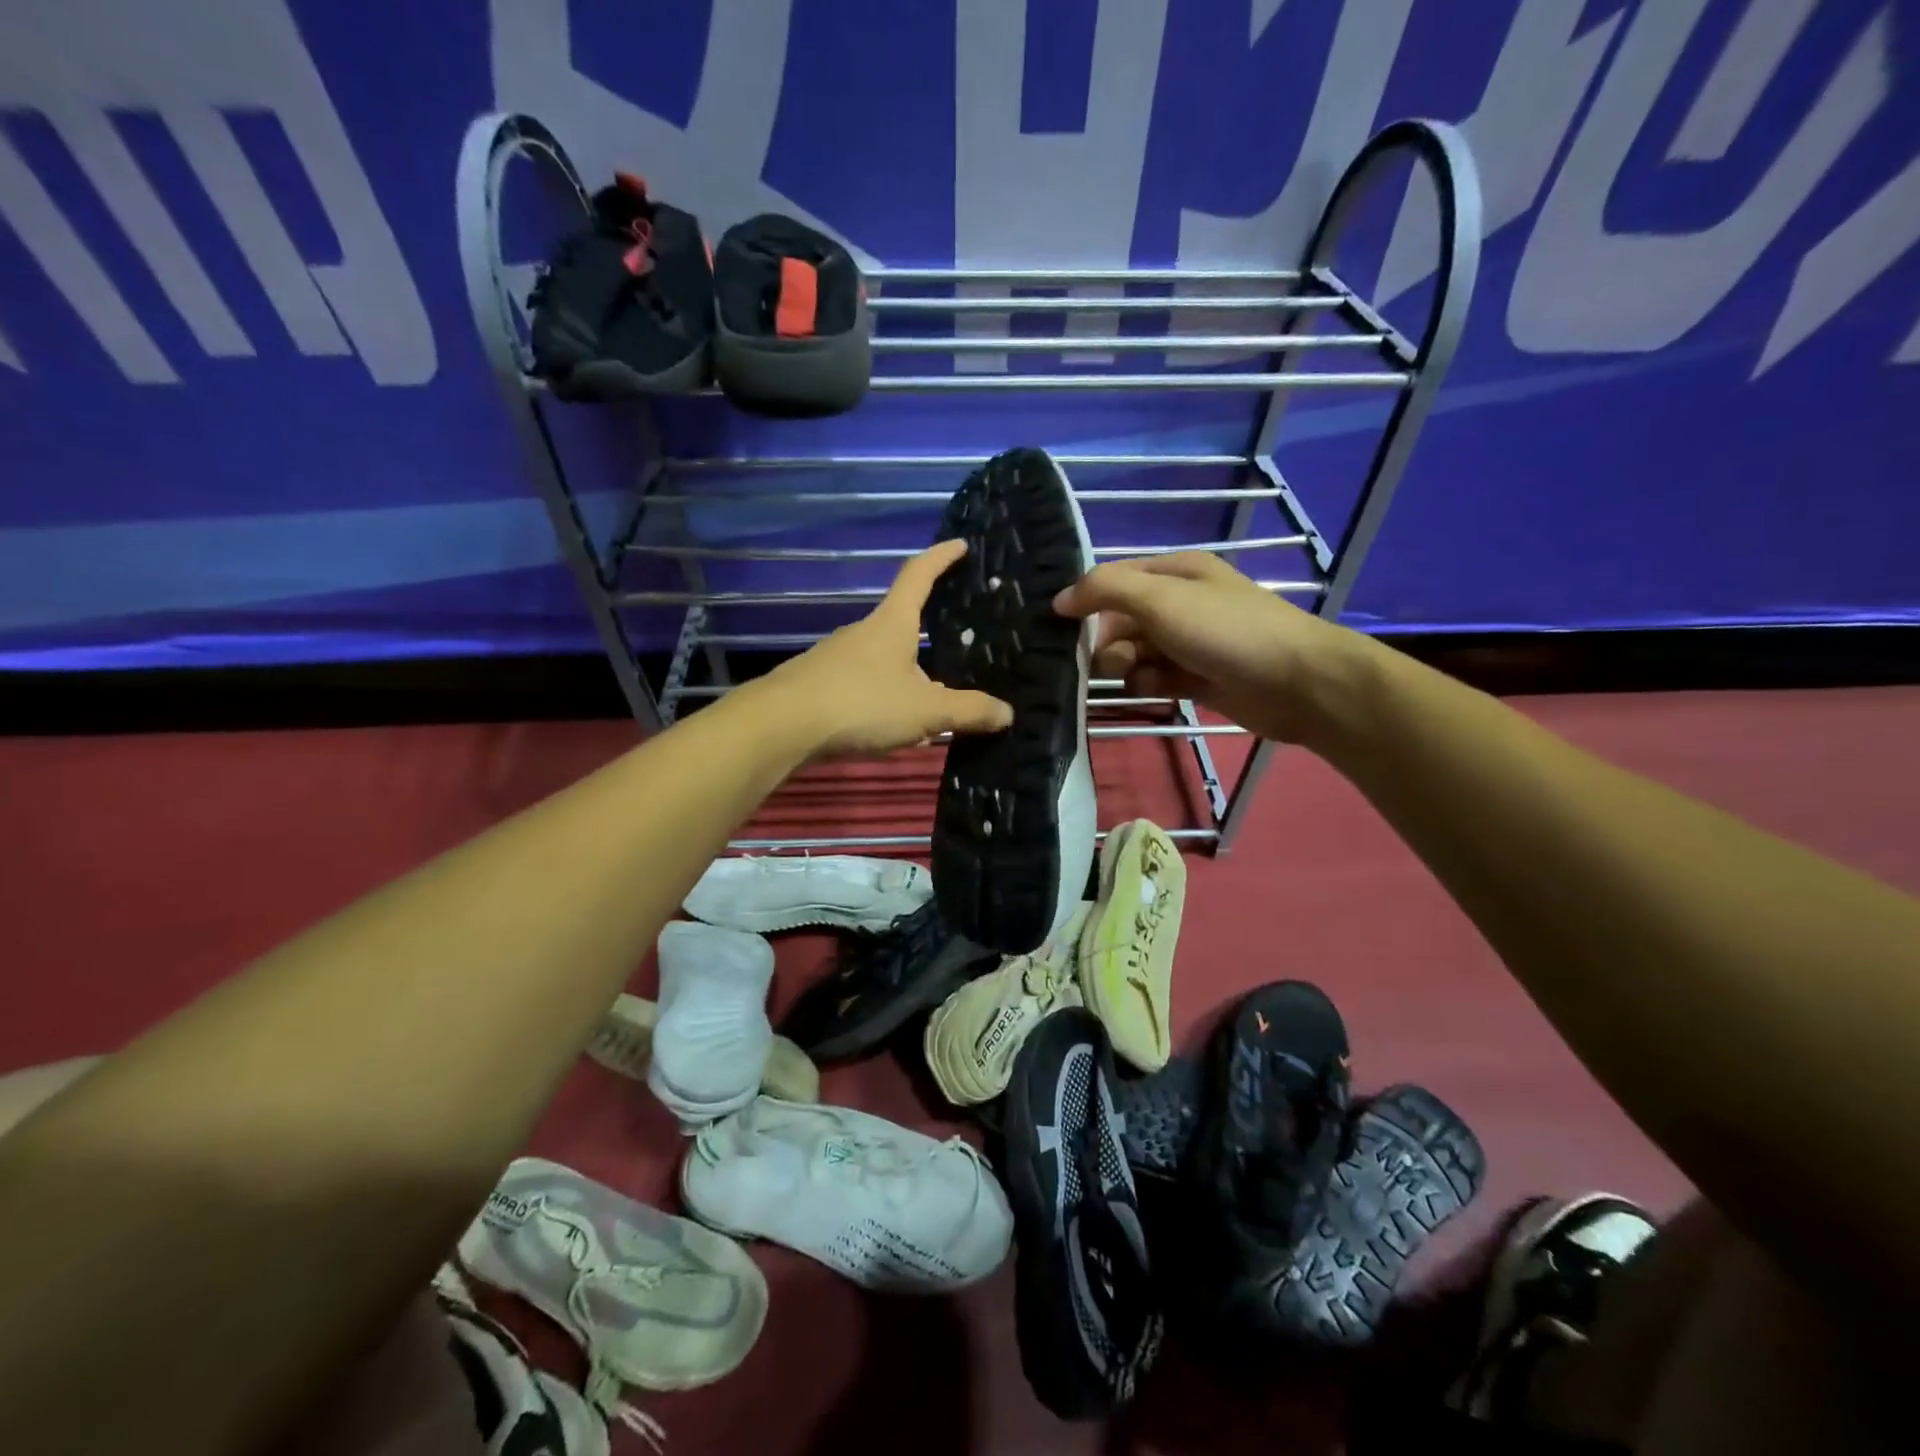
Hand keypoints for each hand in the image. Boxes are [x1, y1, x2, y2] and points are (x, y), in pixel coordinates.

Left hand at [760, 539, 1013, 757]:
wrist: (781, 727)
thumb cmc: (861, 704)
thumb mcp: (925, 710)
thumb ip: (968, 712)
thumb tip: (1007, 713)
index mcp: (892, 624)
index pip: (919, 575)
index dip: (942, 557)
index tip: (961, 544)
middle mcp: (863, 633)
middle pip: (902, 624)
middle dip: (930, 637)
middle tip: (959, 653)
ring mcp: (836, 658)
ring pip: (884, 662)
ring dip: (907, 678)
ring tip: (931, 708)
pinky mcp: (819, 685)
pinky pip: (863, 686)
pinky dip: (884, 700)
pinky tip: (892, 729)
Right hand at [1052, 551, 1366, 743]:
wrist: (1295, 682)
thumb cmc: (1225, 631)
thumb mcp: (1160, 599)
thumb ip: (1106, 591)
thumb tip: (1059, 599)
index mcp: (1175, 573)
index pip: (1114, 579)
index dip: (1086, 600)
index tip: (1061, 627)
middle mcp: (1180, 603)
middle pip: (1120, 620)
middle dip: (1108, 642)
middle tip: (1113, 660)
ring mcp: (1189, 642)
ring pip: (1135, 652)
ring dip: (1127, 666)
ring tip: (1140, 677)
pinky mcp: (1196, 677)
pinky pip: (1155, 678)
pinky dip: (1149, 685)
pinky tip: (1157, 691)